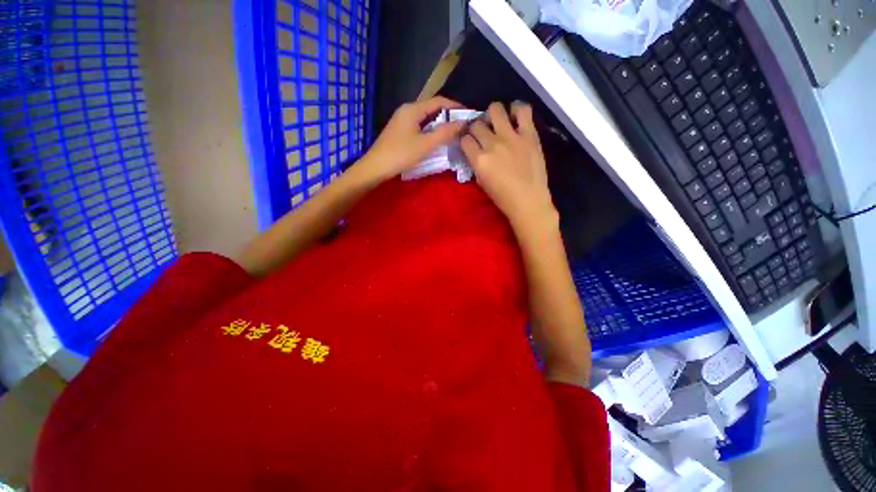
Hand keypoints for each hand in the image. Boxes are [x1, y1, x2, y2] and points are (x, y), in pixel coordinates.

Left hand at [359, 96, 465, 181]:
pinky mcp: (400, 131)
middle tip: (462, 126)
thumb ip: (445, 133)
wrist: (376, 167)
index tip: (468, 115)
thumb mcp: (426, 144)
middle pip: (432, 108)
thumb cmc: (401, 154)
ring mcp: (402, 121)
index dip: (455, 106)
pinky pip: (419, 126)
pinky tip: (435, 140)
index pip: (439, 101)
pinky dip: (430, 130)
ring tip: (452, 134)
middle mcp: (407, 110)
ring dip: (439, 124)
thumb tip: (463, 123)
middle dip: (448, 116)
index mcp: (413, 109)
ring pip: (425, 118)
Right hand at [461, 102, 556, 236]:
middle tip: (483, 134)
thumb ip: (476, 164)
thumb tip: (475, 153)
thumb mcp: (481, 182)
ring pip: (496, 109)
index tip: (470, 144)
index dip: (466, 140)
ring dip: (493, 114)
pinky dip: (517, 110)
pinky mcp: (529, 134)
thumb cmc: (502, 198)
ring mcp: (511, 137)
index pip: (465, 139)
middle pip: (477, 124)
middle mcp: (492, 144)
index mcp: (479, 160)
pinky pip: (523, 110)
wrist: (528, 201)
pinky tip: (515, 117)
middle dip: (477, 128)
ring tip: (498, 122)